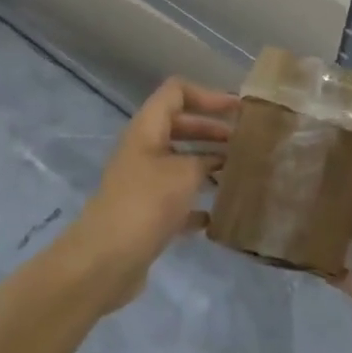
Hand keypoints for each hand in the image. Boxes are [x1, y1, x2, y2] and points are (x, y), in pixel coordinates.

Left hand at [67, 78, 237, 309]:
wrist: (106, 260)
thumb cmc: (146, 204)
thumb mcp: (185, 173)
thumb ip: (208, 159)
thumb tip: (223, 158)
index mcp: (147, 129)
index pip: (176, 92)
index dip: (208, 95)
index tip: (238, 111)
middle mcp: (143, 150)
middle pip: (180, 126)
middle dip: (213, 130)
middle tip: (246, 142)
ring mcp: (143, 182)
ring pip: (180, 162)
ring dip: (208, 165)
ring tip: (240, 174)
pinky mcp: (146, 213)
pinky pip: (177, 198)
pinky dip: (197, 202)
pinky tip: (219, 215)